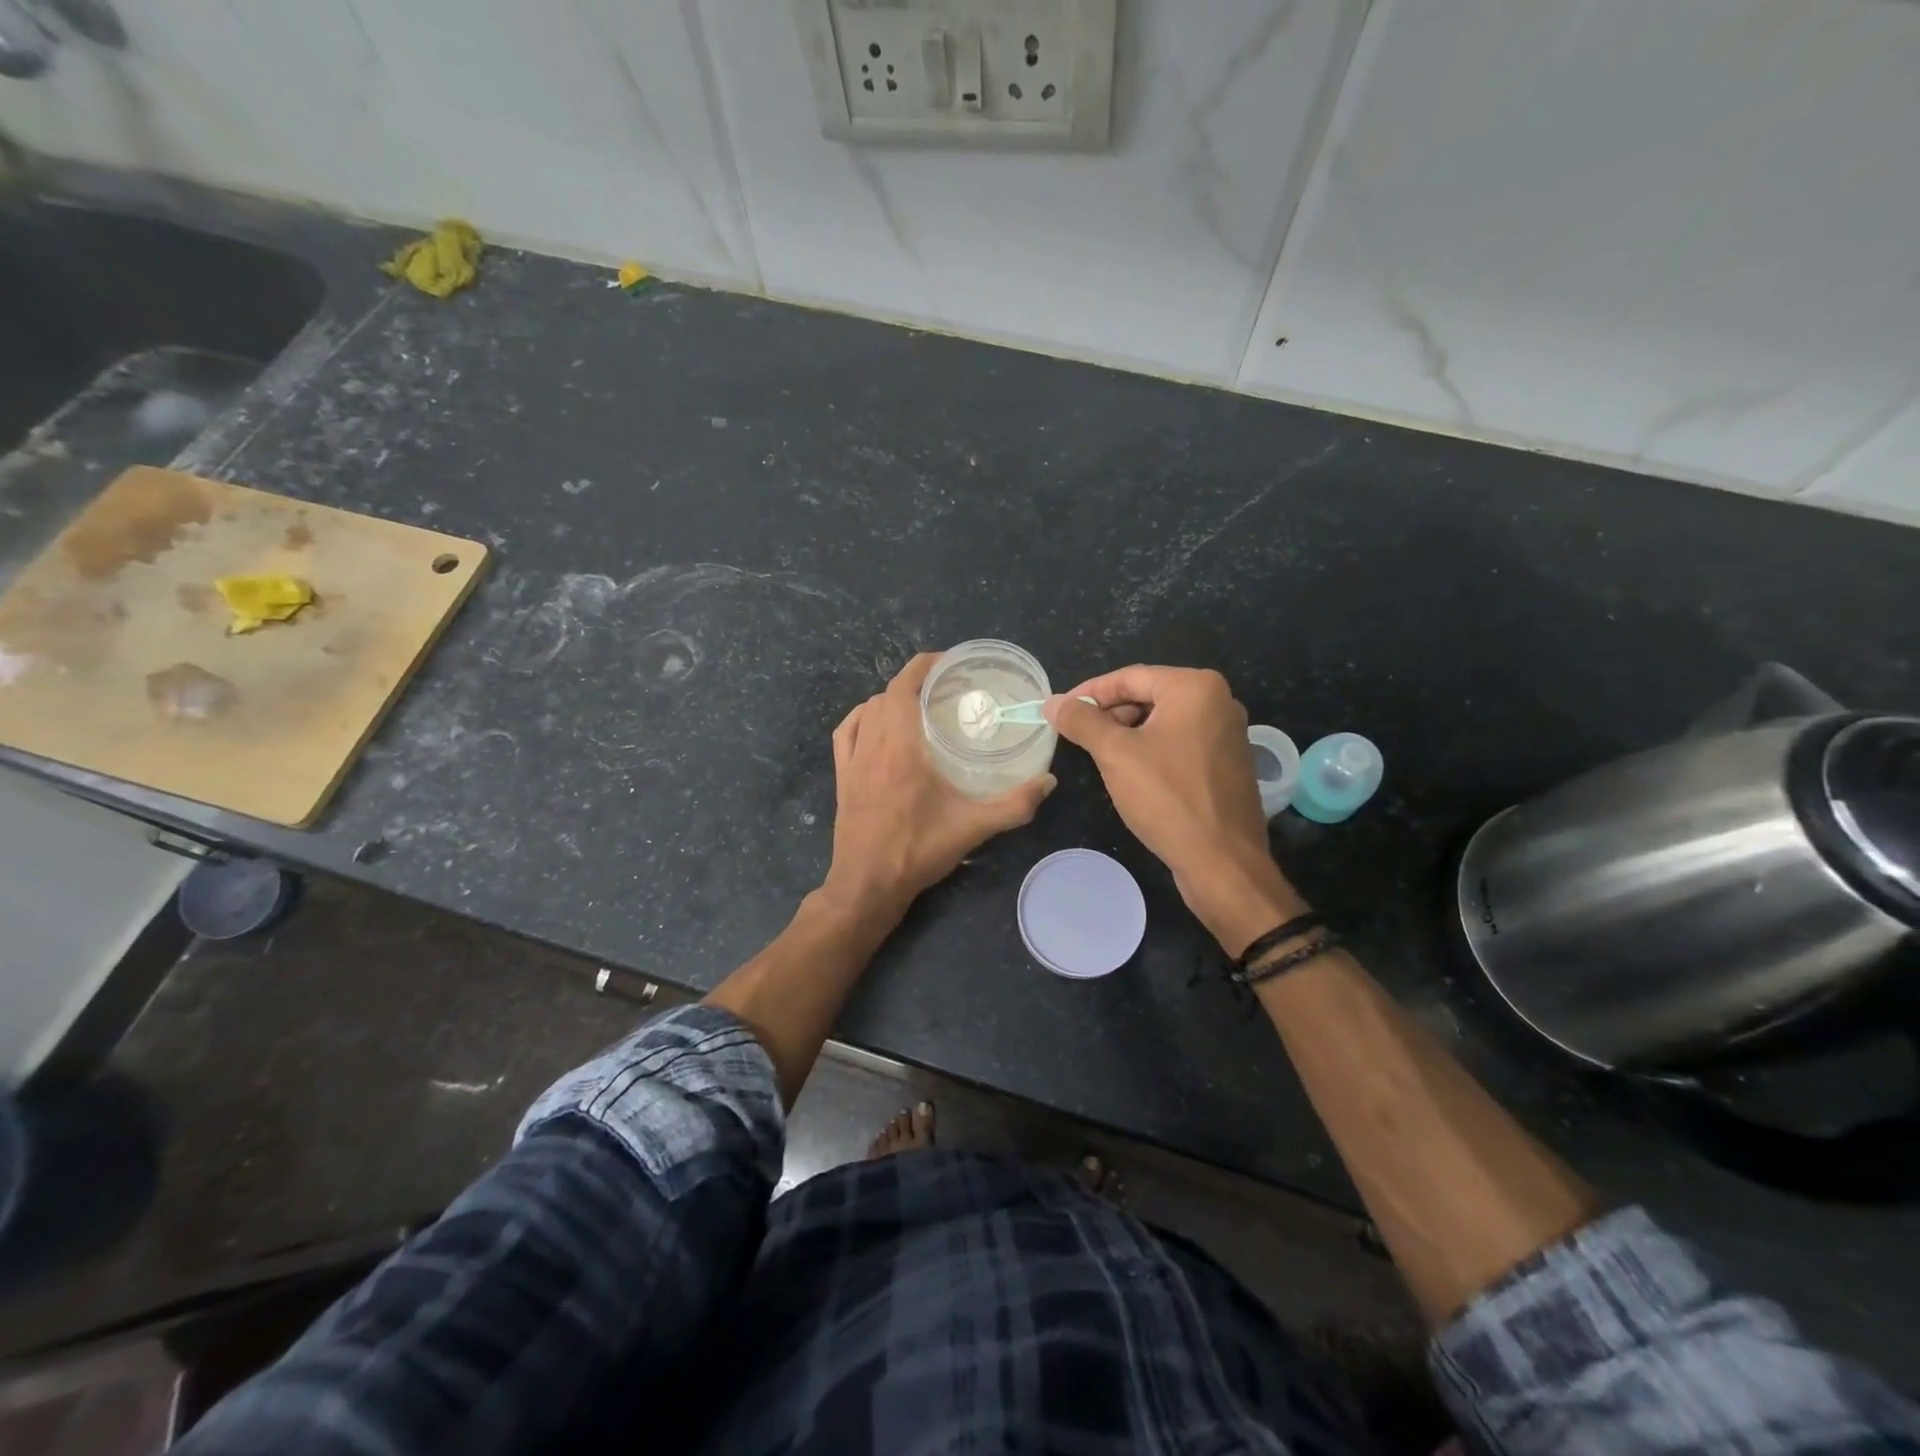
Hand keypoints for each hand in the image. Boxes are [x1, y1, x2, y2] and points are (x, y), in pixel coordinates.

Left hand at [823, 653, 1053, 917]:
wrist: (867, 884)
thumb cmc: (918, 851)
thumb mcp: (973, 828)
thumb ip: (1014, 804)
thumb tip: (1049, 781)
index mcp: (901, 747)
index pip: (904, 687)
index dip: (924, 666)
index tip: (948, 662)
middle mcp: (873, 745)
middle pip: (887, 694)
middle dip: (915, 681)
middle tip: (946, 687)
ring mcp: (852, 760)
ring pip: (866, 710)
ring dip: (890, 698)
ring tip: (918, 704)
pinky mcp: (842, 777)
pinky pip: (846, 733)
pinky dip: (861, 717)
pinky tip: (875, 723)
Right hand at [1046, 666, 1304, 953]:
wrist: (1222, 862)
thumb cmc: (1167, 798)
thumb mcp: (1115, 754)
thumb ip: (1081, 721)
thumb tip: (1053, 702)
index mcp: (1195, 687)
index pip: (1129, 677)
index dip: (1089, 693)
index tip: (1059, 710)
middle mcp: (1218, 701)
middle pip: (1148, 696)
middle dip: (1109, 714)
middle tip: (1076, 736)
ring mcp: (1227, 734)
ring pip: (1163, 721)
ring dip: (1127, 734)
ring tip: (1098, 756)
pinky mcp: (1227, 763)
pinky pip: (1180, 743)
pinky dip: (1151, 750)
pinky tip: (1131, 774)